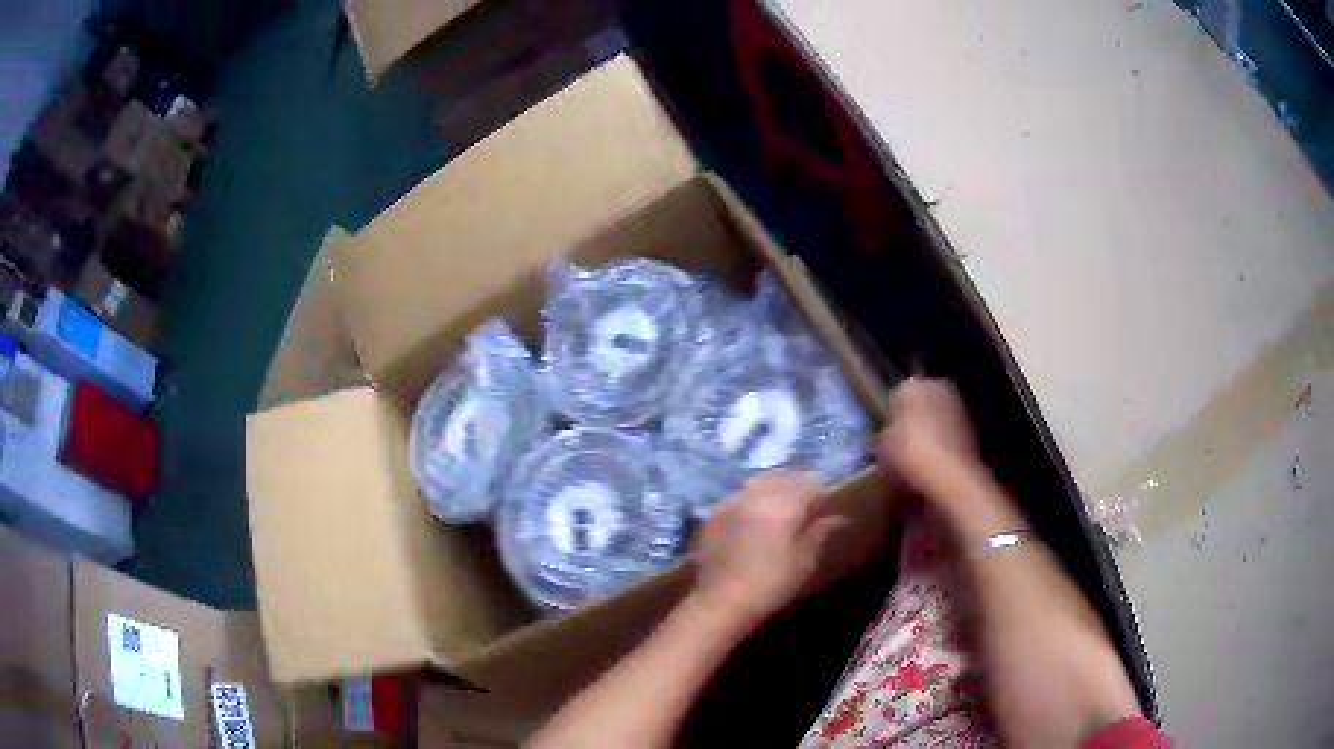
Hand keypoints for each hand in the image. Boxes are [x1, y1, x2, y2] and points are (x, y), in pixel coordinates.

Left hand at [694, 471, 846, 629]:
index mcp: (784, 505)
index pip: (810, 483)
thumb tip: (838, 518)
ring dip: (774, 486)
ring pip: (760, 480)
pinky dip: (752, 497)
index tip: (826, 504)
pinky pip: (740, 494)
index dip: (821, 490)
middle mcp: (757, 494)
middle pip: (784, 476)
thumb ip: (820, 533)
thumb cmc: (771, 585)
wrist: (722, 601)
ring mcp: (733, 500)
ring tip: (781, 504)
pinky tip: (755, 515)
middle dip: (798, 484)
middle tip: (806, 501)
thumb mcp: (804, 562)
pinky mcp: (715, 512)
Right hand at [876, 378, 983, 495]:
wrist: (951, 475)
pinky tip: (936, 464)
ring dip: (932, 431)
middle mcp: (937, 386)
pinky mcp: (974, 426)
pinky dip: (945, 443)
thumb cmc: (910, 454)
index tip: (887, 436)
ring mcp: (959, 405)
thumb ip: (879, 442)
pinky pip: (951, 433)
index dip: (891, 417)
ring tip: (919, 458)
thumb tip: (875, 445)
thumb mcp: (881, 451)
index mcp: (911, 385)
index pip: (897, 396)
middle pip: (921, 402)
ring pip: (938, 417)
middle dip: (914, 420)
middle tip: (902, 445)